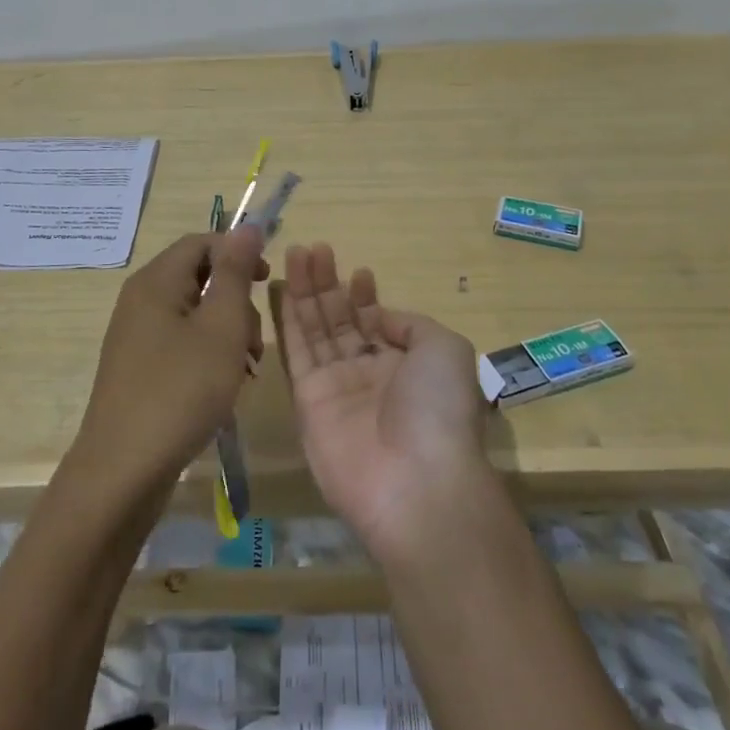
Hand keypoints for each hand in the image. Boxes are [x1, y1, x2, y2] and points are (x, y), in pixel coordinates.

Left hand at [72, 227, 270, 499]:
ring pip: (194, 314)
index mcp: (156, 281)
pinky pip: (181, 343)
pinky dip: (208, 355)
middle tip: (254, 340)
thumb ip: (234, 272)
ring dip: (227, 332)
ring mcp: (136, 336)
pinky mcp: (139, 368)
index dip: (238, 253)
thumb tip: (247, 226)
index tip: (267, 283)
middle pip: (199, 277)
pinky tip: (225, 387)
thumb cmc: (180, 391)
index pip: (202, 242)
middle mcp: (141, 300)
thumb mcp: (220, 327)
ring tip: (245, 369)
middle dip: (236, 301)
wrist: (123, 471)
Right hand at [278, 243, 490, 562]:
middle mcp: (368, 374)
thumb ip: (410, 324)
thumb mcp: (445, 349)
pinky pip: (296, 352)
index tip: (356, 272)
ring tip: (297, 253)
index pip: (376, 323)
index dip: (364, 297)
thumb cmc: (438, 408)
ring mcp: (335, 388)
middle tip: (312, 248)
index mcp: (404, 365)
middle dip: (327, 284)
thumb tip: (379, 318)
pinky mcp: (306, 402)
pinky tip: (284, 289)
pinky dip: (288, 320)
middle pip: (340, 320)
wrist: (415, 481)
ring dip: (306, 291)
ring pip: (315, 330)